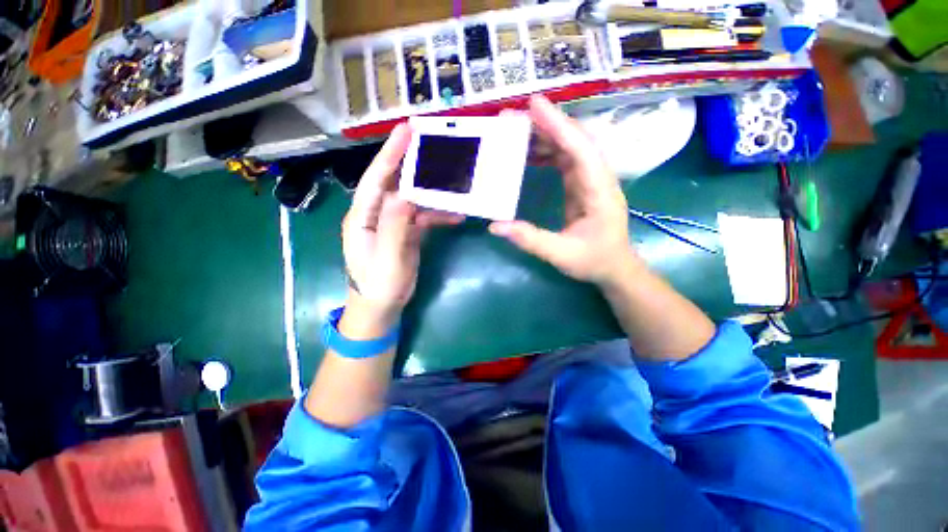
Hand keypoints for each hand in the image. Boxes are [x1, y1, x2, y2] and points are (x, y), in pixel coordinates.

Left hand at [342, 124, 463, 325]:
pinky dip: (438, 214)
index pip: (376, 177)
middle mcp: (376, 213)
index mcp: (363, 215)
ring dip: (432, 191)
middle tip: (434, 145)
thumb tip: (405, 194)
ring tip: (453, 181)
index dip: (390, 152)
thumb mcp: (386, 257)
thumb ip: (394, 225)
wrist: (381, 307)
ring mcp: (392, 223)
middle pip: (395, 182)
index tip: (407, 129)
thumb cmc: (378, 285)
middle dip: (412, 163)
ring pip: (412, 198)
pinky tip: (456, 215)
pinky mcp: (405, 233)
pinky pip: (422, 216)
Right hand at [489, 96, 637, 287]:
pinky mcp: (582, 185)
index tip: (533, 105)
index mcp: (599, 191)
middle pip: (575, 140)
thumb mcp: (561, 254)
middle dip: (546, 124)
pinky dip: (547, 153)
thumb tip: (495, 226)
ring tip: (515, 131)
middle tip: (512, 116)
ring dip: (545, 135)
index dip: (558, 126)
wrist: (614, 268)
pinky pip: (565, 160)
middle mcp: (598, 178)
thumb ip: (530, 239)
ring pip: (569, 147)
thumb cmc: (594, 261)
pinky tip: (529, 154)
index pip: (580, 149)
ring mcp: (590, 180)